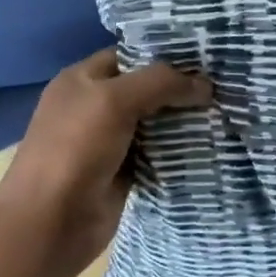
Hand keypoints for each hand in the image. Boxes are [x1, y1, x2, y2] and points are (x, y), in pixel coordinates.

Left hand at [0, 47, 212, 276]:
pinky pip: (158, 152)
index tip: (206, 56)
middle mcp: (94, 105)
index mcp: (81, 80)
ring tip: (225, 109)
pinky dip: (179, 149)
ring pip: (155, 121)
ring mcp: (109, 141)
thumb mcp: (114, 101)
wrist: (50, 222)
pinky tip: (210, 142)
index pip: (130, 55)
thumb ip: (160, 83)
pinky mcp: (124, 172)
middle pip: (145, 88)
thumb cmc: (75, 149)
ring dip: (184, 119)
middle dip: (180, 87)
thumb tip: (205, 84)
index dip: (164, 54)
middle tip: (223, 84)